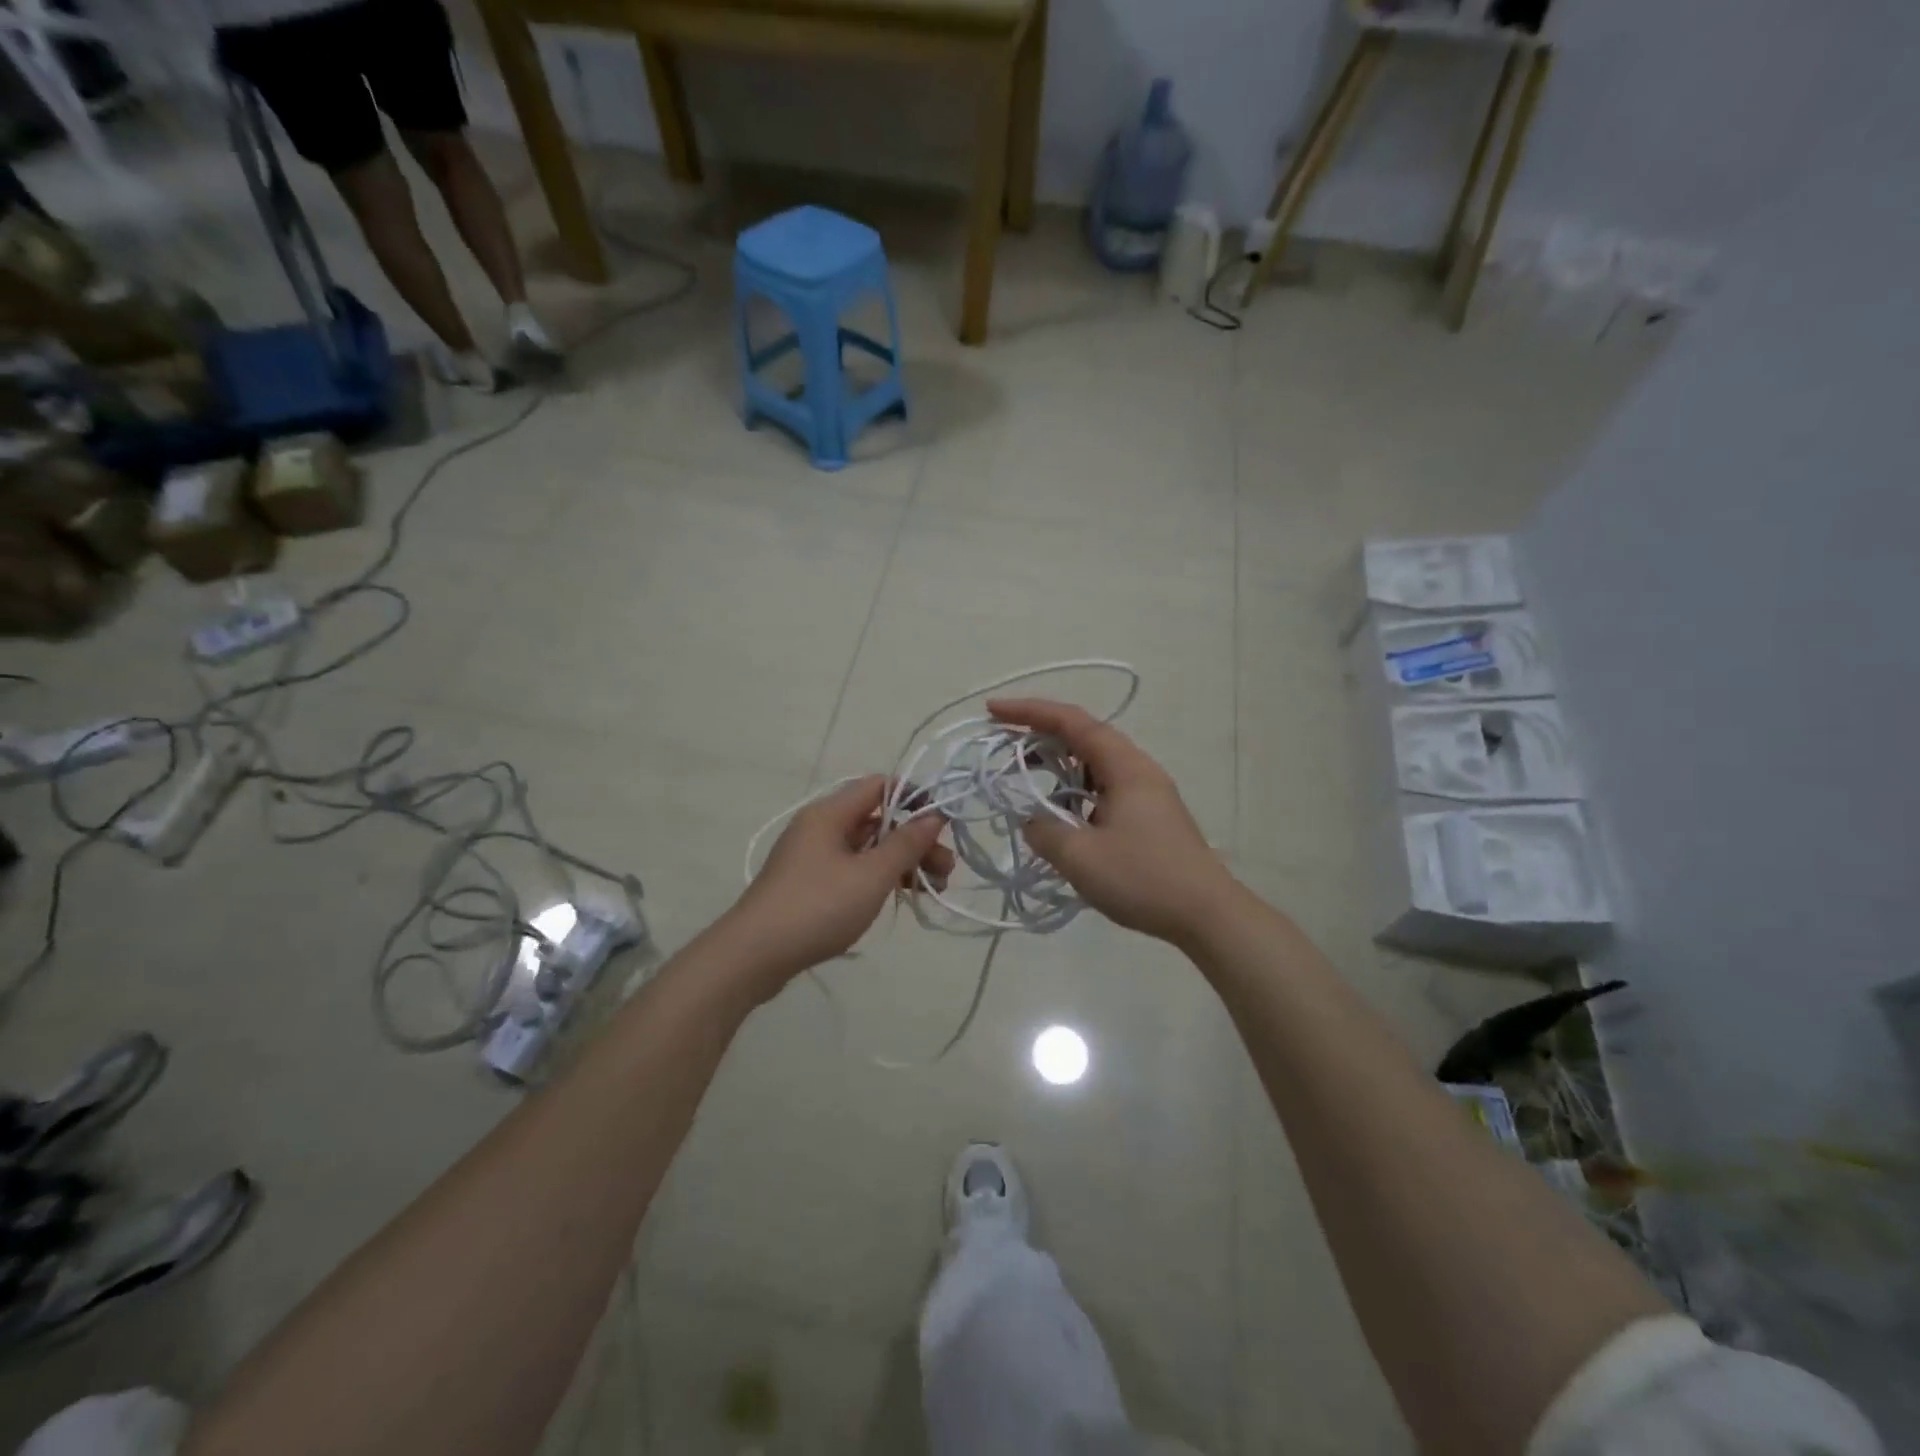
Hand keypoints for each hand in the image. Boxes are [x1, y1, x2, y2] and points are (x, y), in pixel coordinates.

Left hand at [725, 776, 953, 994]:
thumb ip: (906, 843)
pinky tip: (898, 898)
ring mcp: (812, 857)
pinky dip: (879, 878)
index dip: (915, 797)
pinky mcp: (809, 884)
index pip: (880, 786)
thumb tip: (934, 816)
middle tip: (946, 870)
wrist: (753, 956)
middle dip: (915, 840)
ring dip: (901, 863)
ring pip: (867, 848)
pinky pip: (853, 870)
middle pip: (877, 820)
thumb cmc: (817, 907)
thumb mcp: (871, 875)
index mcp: (830, 813)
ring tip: (932, 889)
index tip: (943, 823)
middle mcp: (820, 827)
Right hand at [990, 699, 1234, 945]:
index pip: (1072, 722)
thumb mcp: (1081, 857)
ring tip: (1024, 778)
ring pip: (1094, 764)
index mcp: (1125, 767)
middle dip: (1040, 735)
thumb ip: (1044, 831)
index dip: (1030, 712)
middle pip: (1084, 736)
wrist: (1208, 915)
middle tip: (1002, 745)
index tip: (993, 711)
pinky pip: (1103, 788)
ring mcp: (1147, 793)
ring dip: (1057, 765)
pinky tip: (1059, 813)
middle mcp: (1138, 770)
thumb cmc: (1144, 879)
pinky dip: (1074, 790)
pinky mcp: (1149, 816)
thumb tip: (1031, 820)